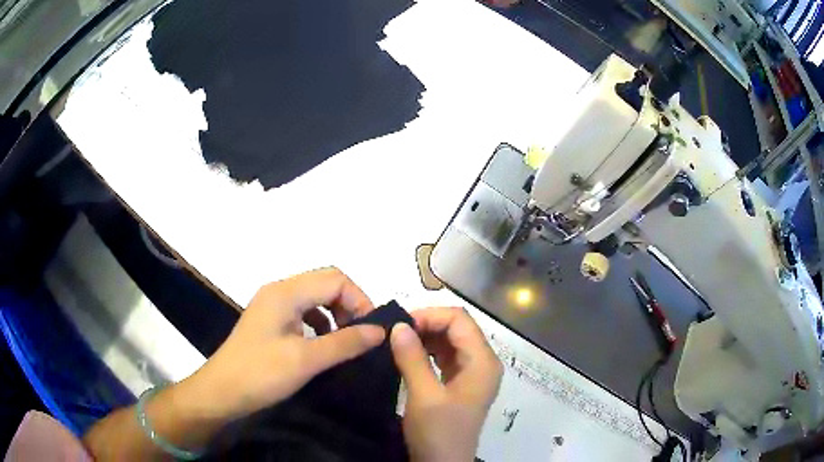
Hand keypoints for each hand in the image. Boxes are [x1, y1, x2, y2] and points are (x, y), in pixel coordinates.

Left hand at [182, 267, 385, 421]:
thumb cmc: (260, 374)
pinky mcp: (269, 322)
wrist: (221, 392)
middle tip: (362, 336)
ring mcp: (272, 306)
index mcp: (286, 292)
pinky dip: (320, 323)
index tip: (371, 330)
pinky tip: (323, 345)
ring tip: (346, 341)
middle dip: (349, 305)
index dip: (359, 300)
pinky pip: (303, 312)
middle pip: (325, 284)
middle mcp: (279, 291)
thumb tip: (380, 330)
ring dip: (335, 314)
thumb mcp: (306, 360)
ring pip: (315, 298)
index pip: (335, 279)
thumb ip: (345, 342)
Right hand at [391, 307, 502, 461]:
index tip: (400, 324)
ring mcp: (473, 373)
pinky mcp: (461, 383)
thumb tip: (399, 325)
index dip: (430, 316)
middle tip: (395, 332)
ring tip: (398, 341)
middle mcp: (483, 362)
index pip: (460, 320)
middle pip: (458, 328)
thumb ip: (412, 358)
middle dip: (427, 324)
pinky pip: (446, 357)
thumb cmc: (438, 432)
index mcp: (483, 362)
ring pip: (451, 341)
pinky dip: (428, 351)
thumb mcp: (424, 395)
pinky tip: (409, 354)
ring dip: (426, 337)